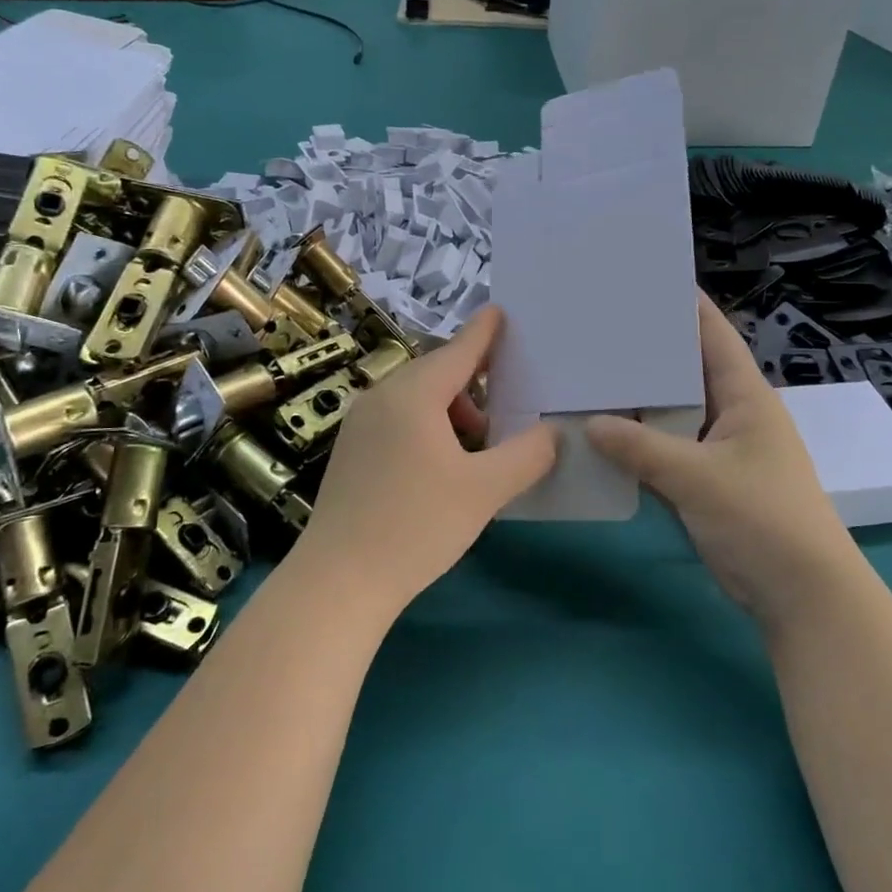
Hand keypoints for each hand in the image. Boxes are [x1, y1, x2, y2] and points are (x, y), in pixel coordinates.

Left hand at [294, 307, 556, 616]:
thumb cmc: (416, 526)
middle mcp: (381, 396)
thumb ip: (528, 455)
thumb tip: (553, 432)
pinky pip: (397, 419)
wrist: (338, 581)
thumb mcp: (485, 490)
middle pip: (437, 373)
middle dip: (475, 383)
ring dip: (452, 411)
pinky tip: (442, 466)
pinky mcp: (350, 450)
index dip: (484, 331)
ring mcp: (359, 423)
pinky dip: (427, 426)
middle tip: (508, 405)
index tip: (502, 311)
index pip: (458, 349)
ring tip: (477, 448)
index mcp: (413, 394)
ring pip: (416, 399)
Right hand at [587, 293, 855, 625]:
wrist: (801, 596)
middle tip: (595, 326)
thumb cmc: (763, 520)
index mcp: (745, 396)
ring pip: (671, 412)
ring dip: (637, 400)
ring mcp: (718, 449)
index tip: (641, 277)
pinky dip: (638, 441)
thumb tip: (590, 423)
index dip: (683, 303)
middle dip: (646, 351)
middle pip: (685, 371)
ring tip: (588, 372)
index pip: (712, 334)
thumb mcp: (699, 478)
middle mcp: (732, 413)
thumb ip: (642, 448)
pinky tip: (601, 432)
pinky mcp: (704, 481)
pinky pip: (665, 449)